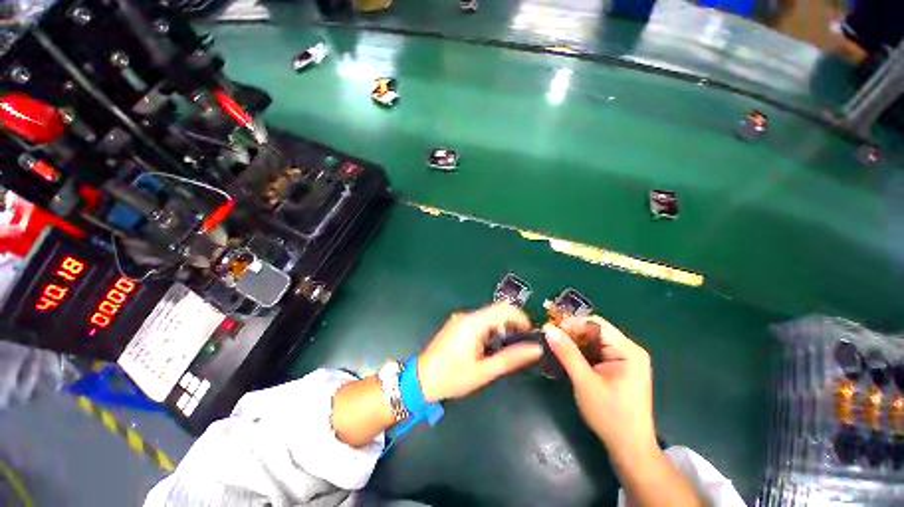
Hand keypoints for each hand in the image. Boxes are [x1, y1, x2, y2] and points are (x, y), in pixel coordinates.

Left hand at [418, 303, 542, 401]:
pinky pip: (479, 321)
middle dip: (512, 324)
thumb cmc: (453, 377)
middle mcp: (467, 315)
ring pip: (489, 316)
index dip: (521, 318)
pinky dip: (490, 330)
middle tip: (519, 346)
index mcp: (474, 322)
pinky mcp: (457, 324)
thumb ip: (511, 358)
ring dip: (501, 328)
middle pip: (497, 311)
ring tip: (504, 350)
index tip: (530, 335)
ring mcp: (460, 318)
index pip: (504, 308)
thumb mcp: (484, 371)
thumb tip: (536, 348)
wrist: (421, 379)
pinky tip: (488, 347)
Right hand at [543, 316, 655, 460]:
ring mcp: (624, 359)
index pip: (595, 324)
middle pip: (594, 330)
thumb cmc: (610, 415)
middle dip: (571, 333)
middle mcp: (628, 349)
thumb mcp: (585, 382)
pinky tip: (566, 357)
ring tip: (554, 347)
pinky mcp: (618, 367)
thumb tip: (547, 328)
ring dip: (573, 343)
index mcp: (628, 350)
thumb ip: (567, 353)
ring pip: (592, 340)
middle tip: (549, 339)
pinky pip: (595, 351)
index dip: (572, 323)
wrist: (629, 448)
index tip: (550, 330)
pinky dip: (580, 352)